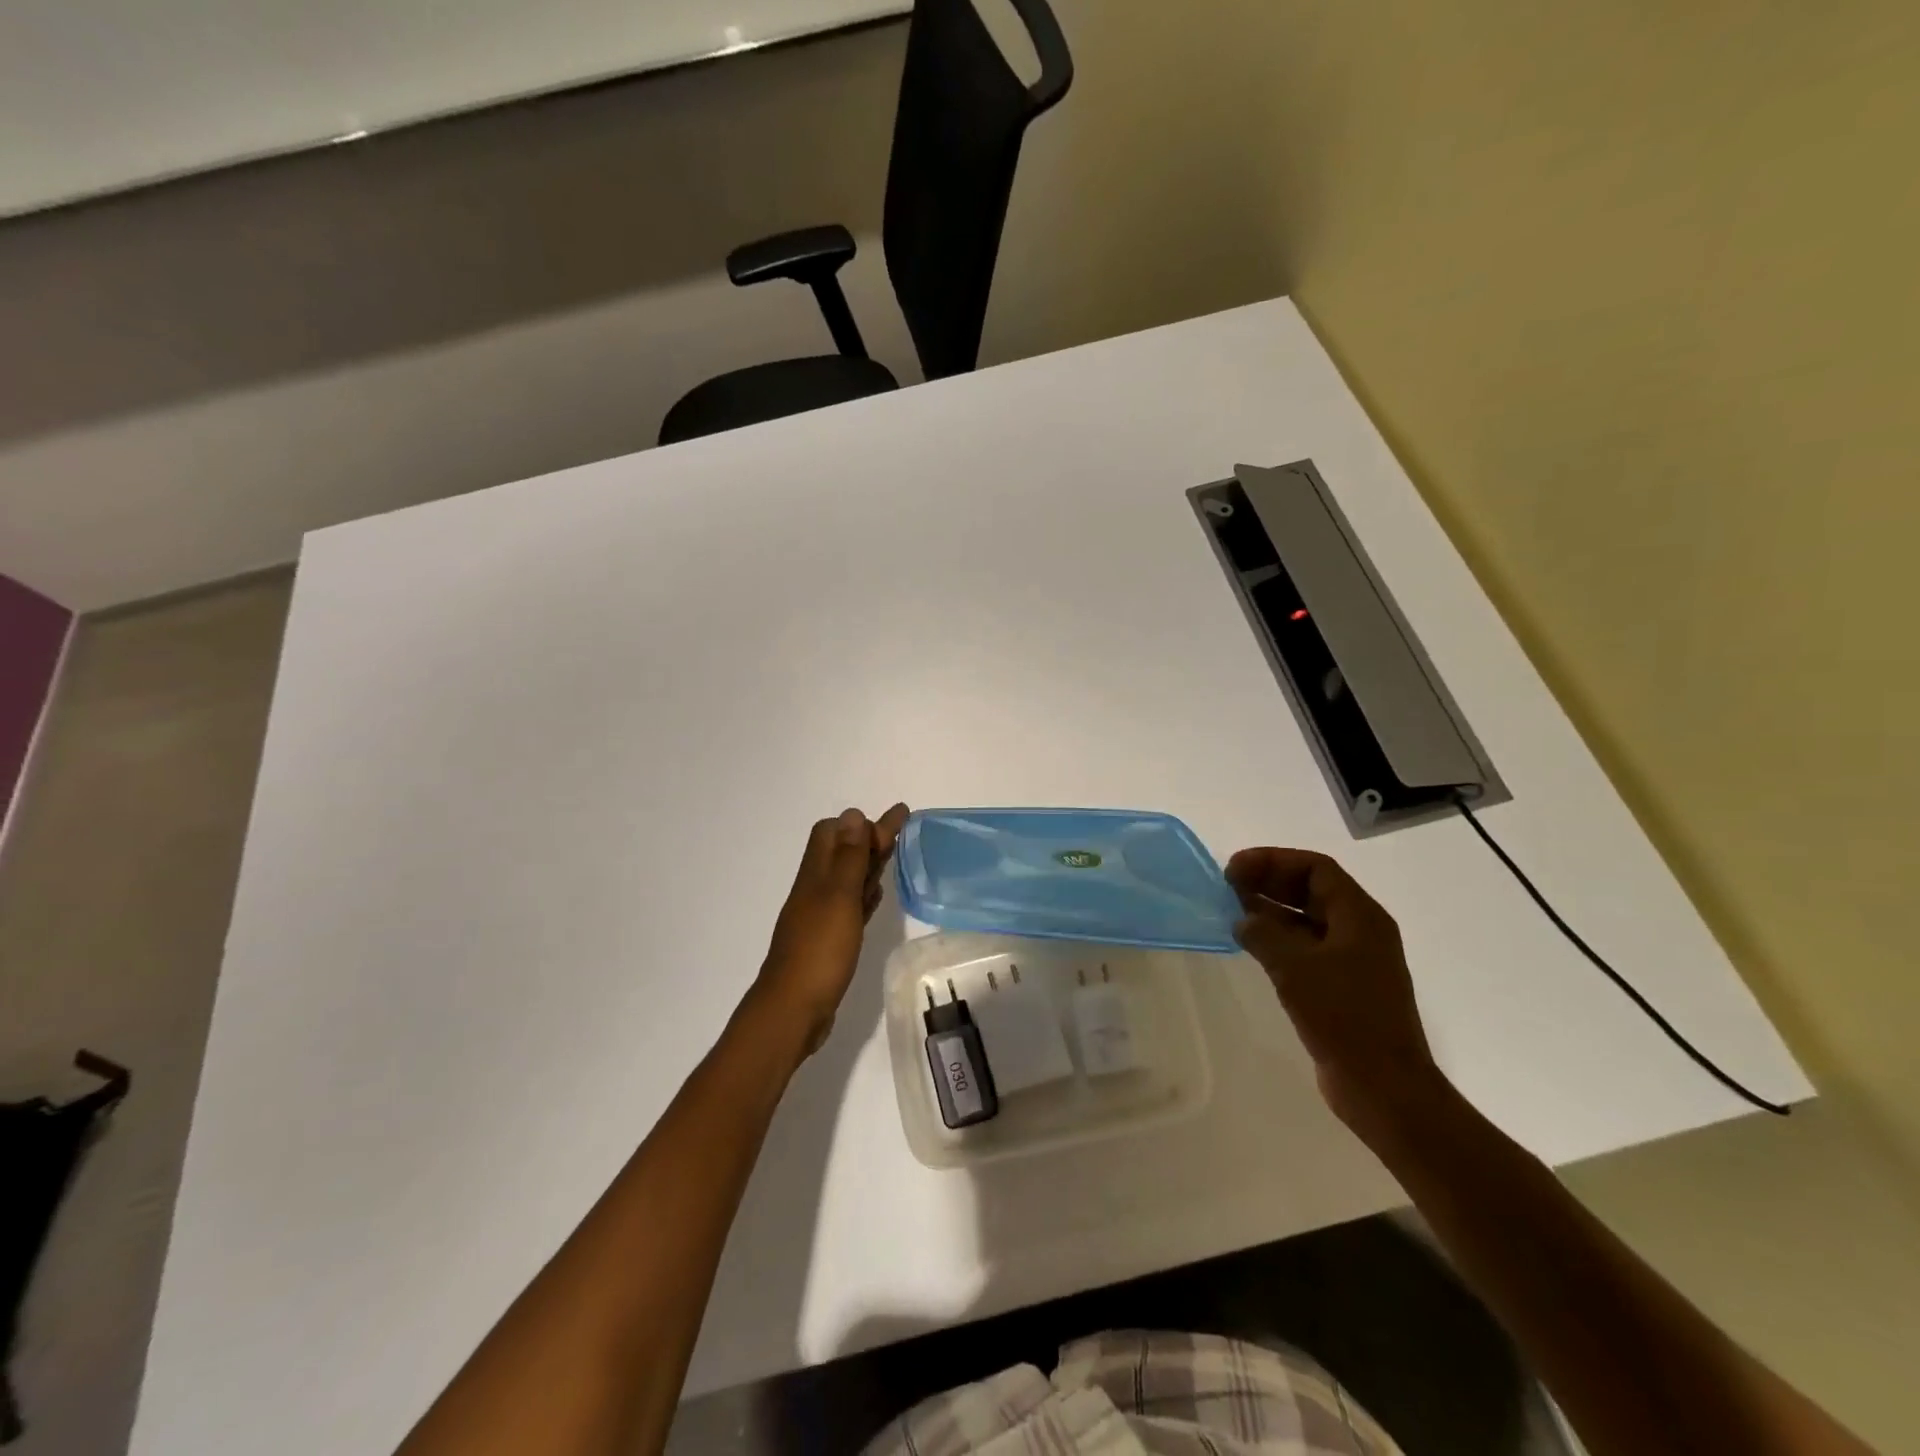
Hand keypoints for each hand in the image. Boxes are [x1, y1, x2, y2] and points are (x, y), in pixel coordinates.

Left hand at [754, 804, 909, 1055]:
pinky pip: (850, 907)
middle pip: (842, 853)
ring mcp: (821, 916)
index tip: (897, 819)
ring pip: (847, 879)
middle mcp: (816, 890)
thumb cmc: (819, 950)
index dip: (861, 823)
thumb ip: (848, 858)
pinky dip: (864, 895)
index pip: (832, 832)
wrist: (793, 1010)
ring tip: (892, 855)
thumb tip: (853, 814)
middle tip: (901, 831)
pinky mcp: (829, 941)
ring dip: (868, 864)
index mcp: (816, 875)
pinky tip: (875, 896)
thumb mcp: (839, 898)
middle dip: (869, 838)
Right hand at [1226, 847, 1443, 1139]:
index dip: (1273, 860)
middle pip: (1312, 890)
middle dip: (1270, 881)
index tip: (1234, 869)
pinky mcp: (1343, 987)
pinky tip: (1251, 946)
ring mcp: (1353, 960)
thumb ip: (1263, 934)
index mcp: (1360, 917)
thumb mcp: (1295, 968)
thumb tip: (1243, 919)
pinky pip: (1307, 948)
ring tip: (1232, 910)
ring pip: (1307, 919)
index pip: (1315, 868)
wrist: (1384, 1088)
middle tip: (1228, 885)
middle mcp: (1361, 931)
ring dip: (1271, 910)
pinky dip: (1278, 939)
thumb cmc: (1344, 1017)